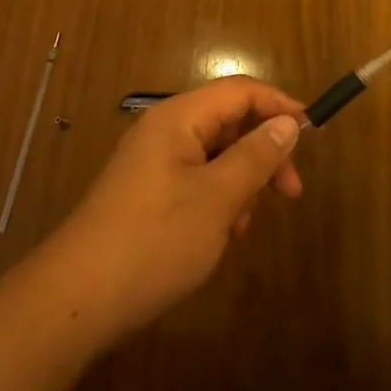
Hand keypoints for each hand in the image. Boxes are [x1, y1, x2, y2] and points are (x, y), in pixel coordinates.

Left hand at [47, 77, 304, 341]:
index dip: (279, 106)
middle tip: (289, 194)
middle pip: (228, 122)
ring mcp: (151, 164)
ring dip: (240, 183)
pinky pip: (195, 181)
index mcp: (178, 119)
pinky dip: (217, 200)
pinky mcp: (145, 194)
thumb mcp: (217, 198)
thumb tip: (288, 123)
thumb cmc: (154, 241)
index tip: (313, 136)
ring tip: (242, 226)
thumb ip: (256, 156)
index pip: (239, 91)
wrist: (77, 299)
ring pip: (214, 156)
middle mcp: (163, 131)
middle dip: (263, 153)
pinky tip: (220, 236)